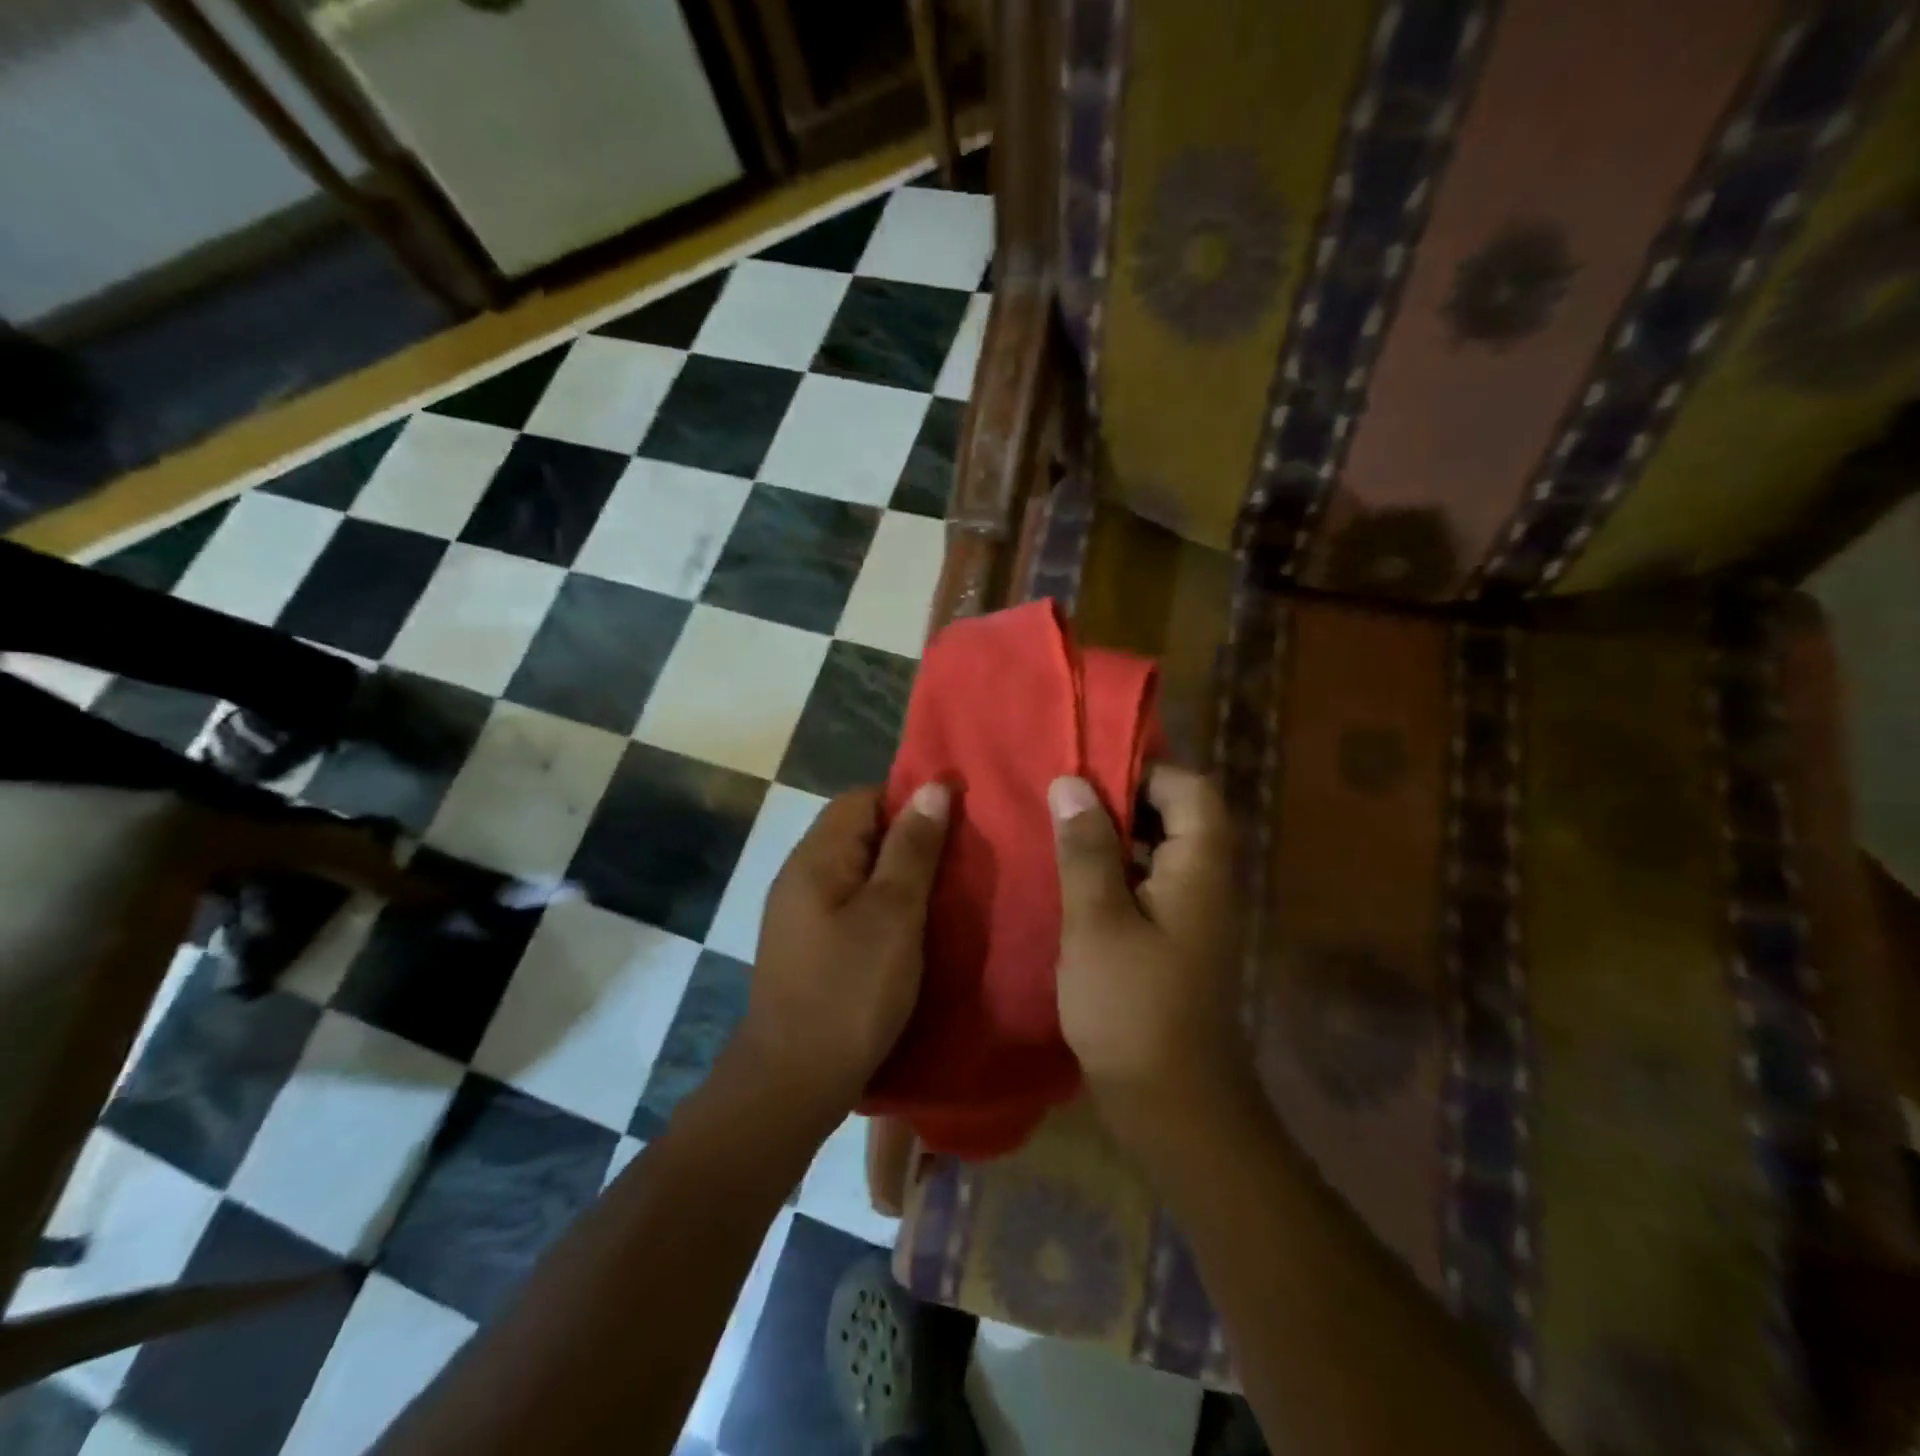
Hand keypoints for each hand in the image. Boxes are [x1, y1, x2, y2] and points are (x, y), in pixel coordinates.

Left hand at [739, 782, 950, 1122]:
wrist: (792, 1081)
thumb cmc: (850, 990)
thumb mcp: (893, 914)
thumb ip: (912, 848)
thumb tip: (932, 786)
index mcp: (816, 857)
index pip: (862, 798)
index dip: (907, 800)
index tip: (951, 823)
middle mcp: (800, 874)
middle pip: (857, 831)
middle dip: (906, 838)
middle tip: (954, 861)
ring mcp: (798, 913)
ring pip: (855, 870)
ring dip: (895, 874)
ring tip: (940, 894)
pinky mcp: (806, 945)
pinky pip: (848, 904)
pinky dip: (880, 905)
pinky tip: (907, 930)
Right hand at [1049, 766, 1248, 1152]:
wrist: (1174, 1107)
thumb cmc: (1134, 1008)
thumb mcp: (1098, 922)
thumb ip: (1086, 849)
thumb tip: (1072, 782)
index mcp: (1199, 868)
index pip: (1191, 789)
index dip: (1144, 771)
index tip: (1088, 772)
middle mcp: (1205, 883)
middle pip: (1177, 816)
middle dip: (1121, 801)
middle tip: (1062, 798)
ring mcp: (1190, 916)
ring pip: (1158, 852)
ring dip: (1113, 838)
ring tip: (1057, 831)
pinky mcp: (1172, 943)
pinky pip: (1146, 887)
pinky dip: (1113, 874)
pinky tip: (1069, 883)